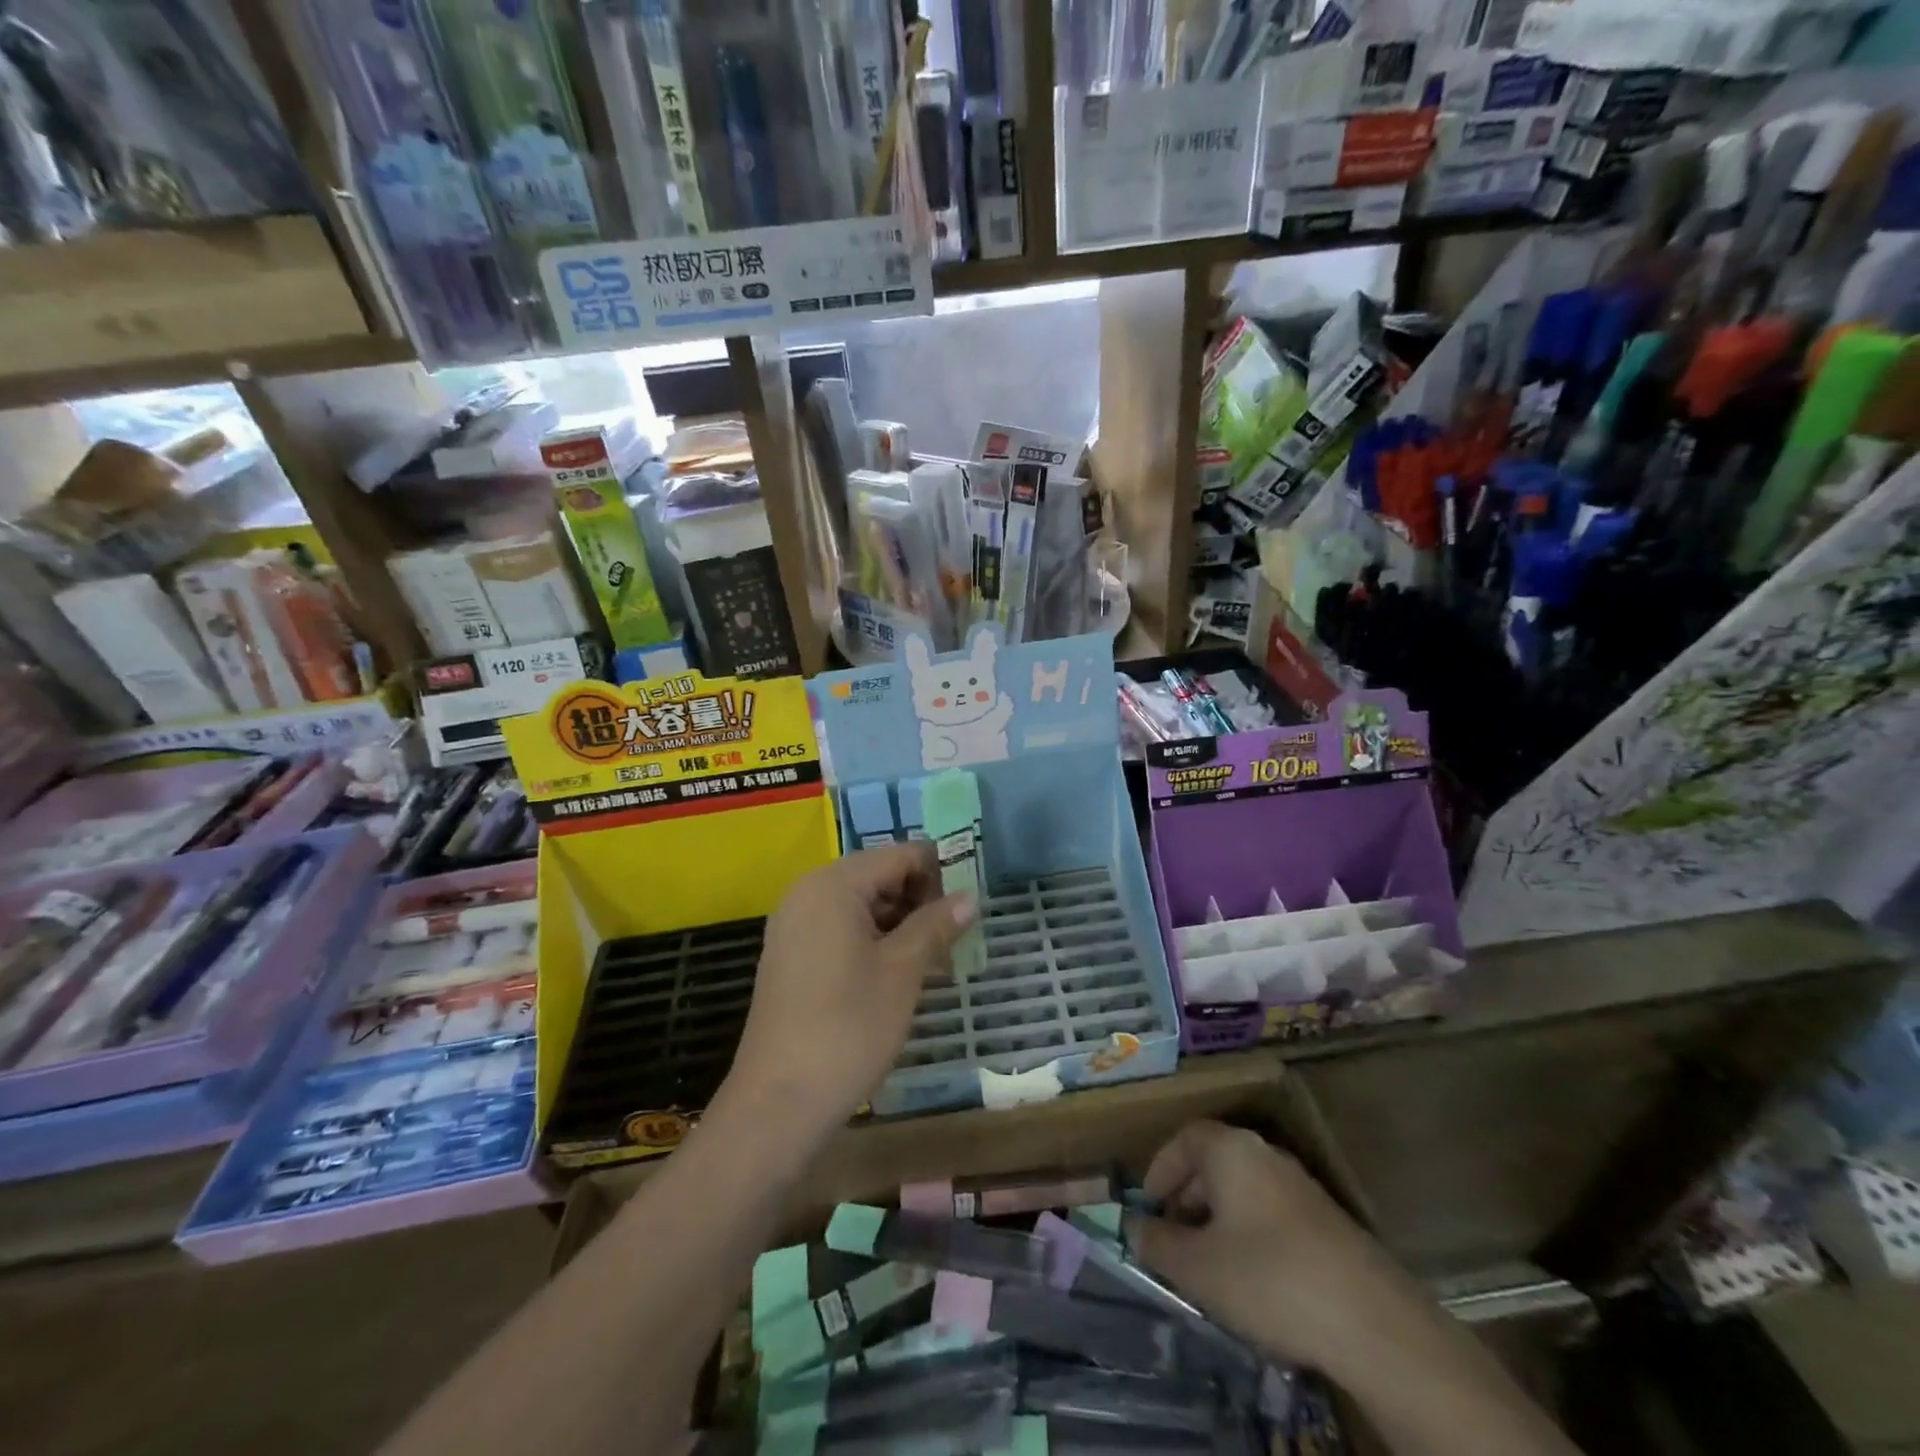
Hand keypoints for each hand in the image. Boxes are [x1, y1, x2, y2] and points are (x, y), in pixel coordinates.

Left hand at [726, 844, 974, 1136]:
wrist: (779, 1102)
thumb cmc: (848, 1028)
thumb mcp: (903, 972)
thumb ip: (936, 925)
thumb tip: (969, 897)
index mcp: (834, 884)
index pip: (900, 855)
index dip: (940, 873)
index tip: (970, 904)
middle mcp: (808, 892)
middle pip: (878, 875)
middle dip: (920, 899)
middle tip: (956, 936)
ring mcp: (794, 924)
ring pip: (861, 904)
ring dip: (900, 922)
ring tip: (935, 957)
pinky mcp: (790, 955)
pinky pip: (840, 928)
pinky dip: (873, 939)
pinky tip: (899, 972)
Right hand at [1129, 1121, 1425, 1375]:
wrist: (1374, 1324)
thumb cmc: (1268, 1279)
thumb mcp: (1196, 1267)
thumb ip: (1156, 1242)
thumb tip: (1132, 1226)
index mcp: (1231, 1150)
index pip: (1184, 1138)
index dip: (1160, 1169)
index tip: (1148, 1207)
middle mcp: (1265, 1155)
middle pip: (1214, 1162)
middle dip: (1187, 1198)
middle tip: (1172, 1239)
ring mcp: (1301, 1187)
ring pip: (1243, 1191)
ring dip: (1218, 1220)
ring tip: (1207, 1266)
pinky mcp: (1328, 1223)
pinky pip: (1271, 1214)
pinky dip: (1250, 1235)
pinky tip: (1252, 1282)